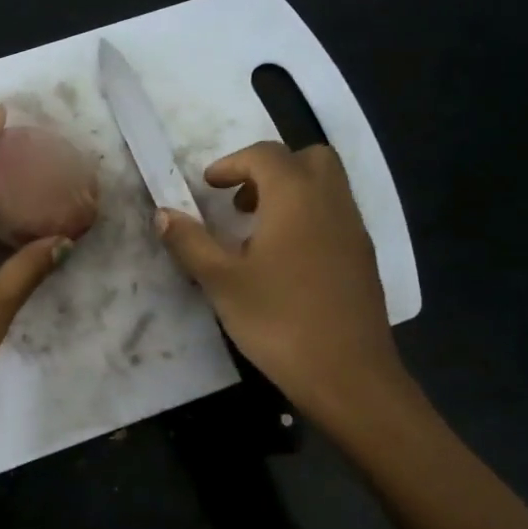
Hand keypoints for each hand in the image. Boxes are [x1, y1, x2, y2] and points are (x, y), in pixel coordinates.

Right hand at [156, 141, 409, 414]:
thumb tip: (163, 213)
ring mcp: (354, 230)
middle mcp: (331, 202)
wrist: (347, 372)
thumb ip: (190, 242)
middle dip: (269, 170)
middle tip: (239, 203)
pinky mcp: (363, 258)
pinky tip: (285, 262)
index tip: (207, 186)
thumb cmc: (278, 321)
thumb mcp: (221, 282)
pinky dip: (308, 218)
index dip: (231, 163)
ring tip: (256, 234)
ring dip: (290, 194)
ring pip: (325, 187)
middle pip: (306, 159)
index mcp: (295, 197)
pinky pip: (335, 216)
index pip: (264, 155)